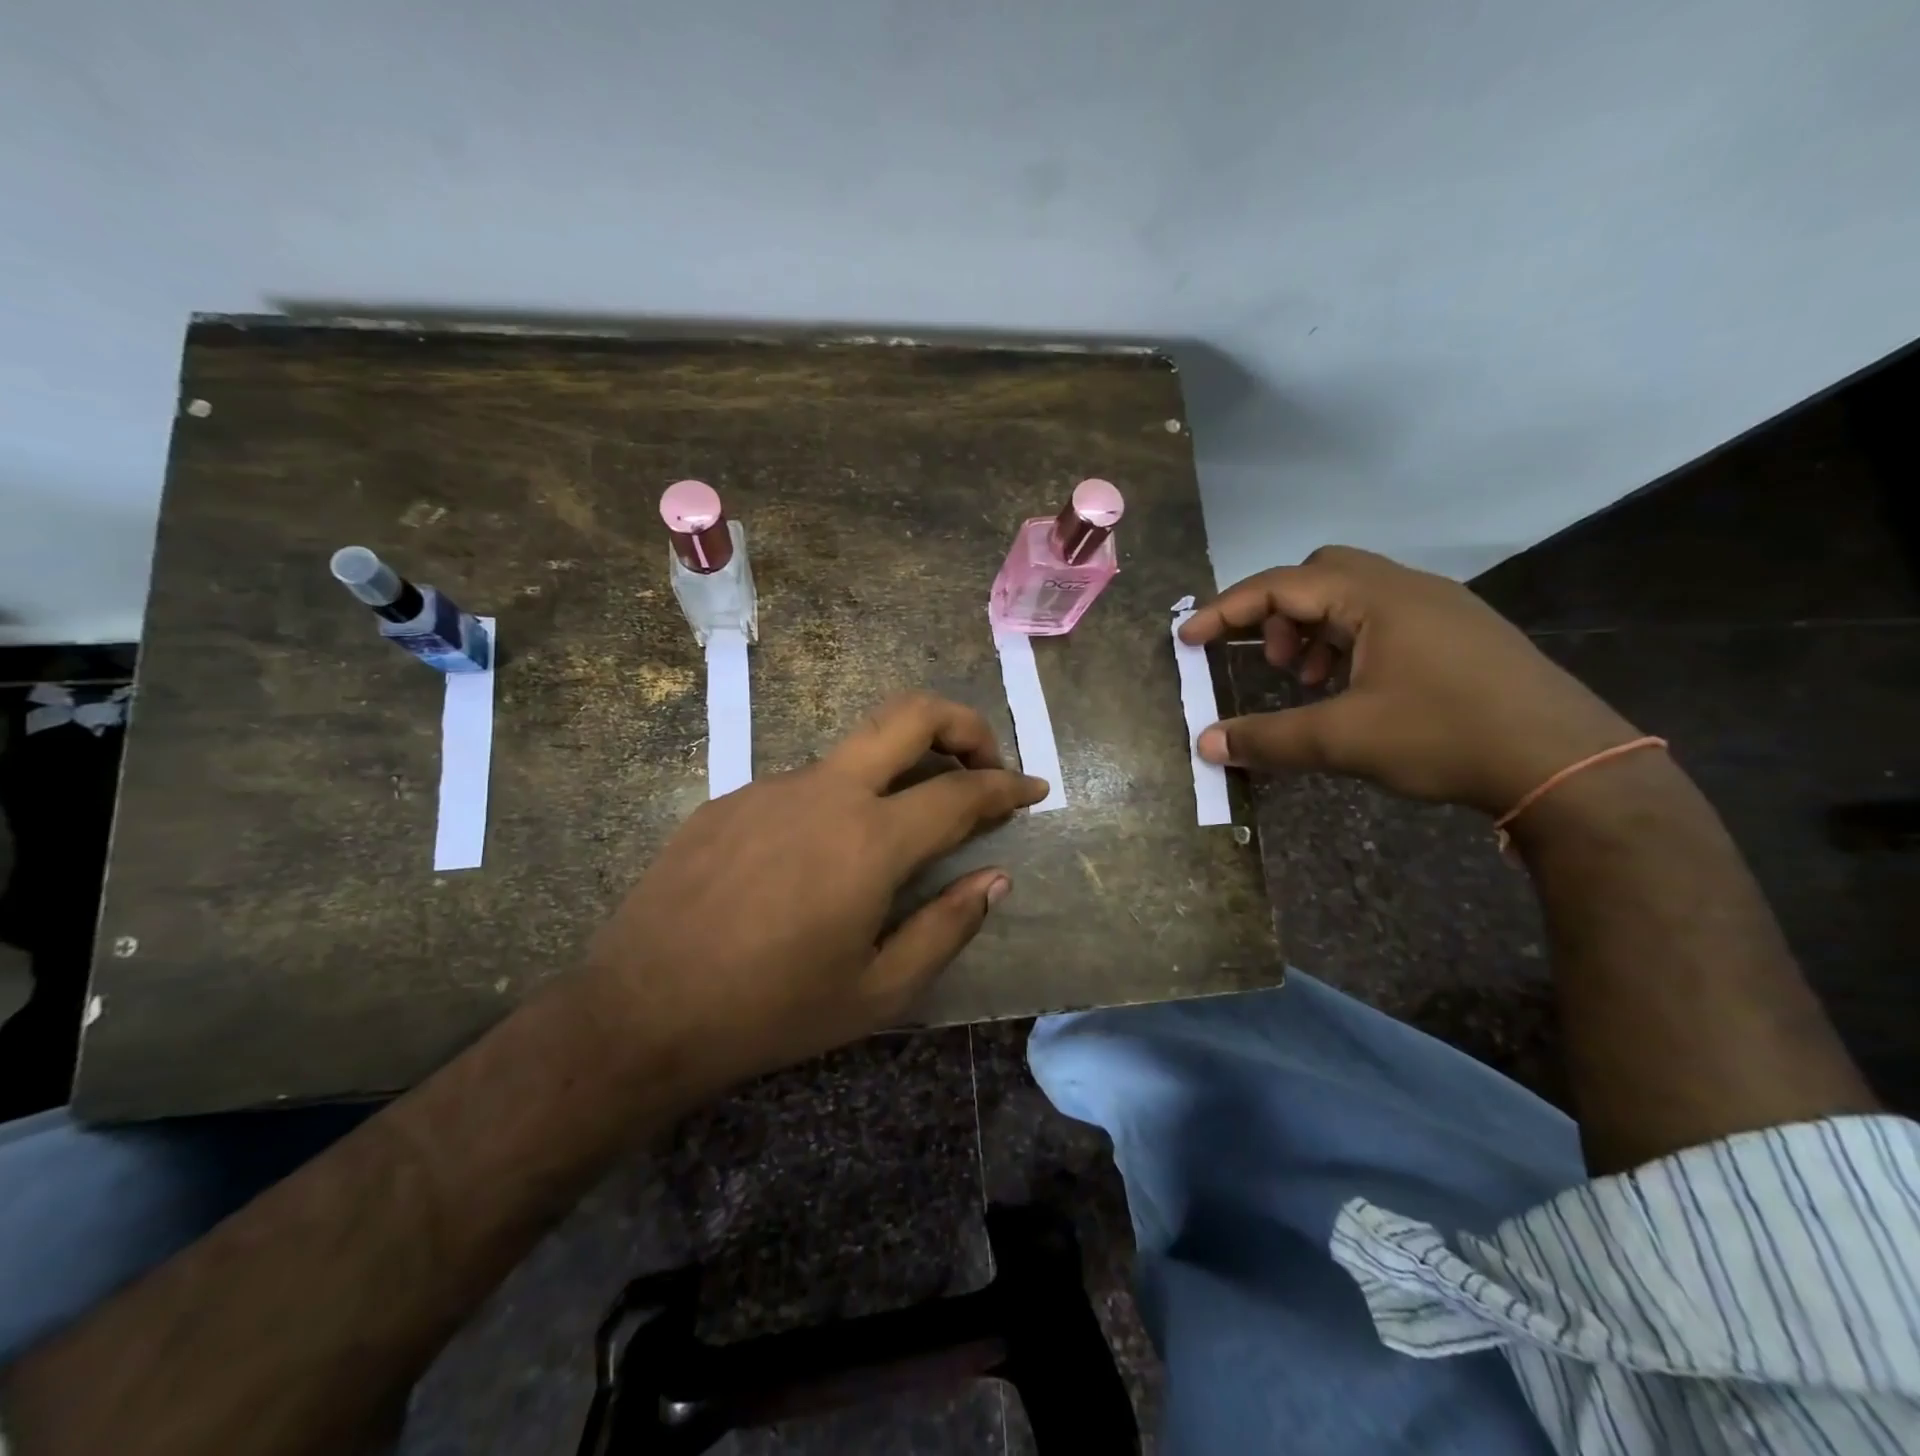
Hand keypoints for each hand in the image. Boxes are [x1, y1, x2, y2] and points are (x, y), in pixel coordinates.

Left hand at [587, 692, 1047, 1084]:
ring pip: (855, 751)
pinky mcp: (731, 798)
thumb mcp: (878, 990)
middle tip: (984, 764)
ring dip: (897, 770)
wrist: (641, 1010)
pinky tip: (818, 860)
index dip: (1008, 787)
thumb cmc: (772, 1011)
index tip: (1033, 789)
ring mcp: (772, 786)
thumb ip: (947, 925)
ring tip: (901, 829)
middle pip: (910, 714)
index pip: (962, 793)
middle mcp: (826, 792)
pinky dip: (839, 802)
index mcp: (870, 840)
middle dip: (963, 724)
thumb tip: (995, 878)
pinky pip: (804, 785)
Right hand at [1179, 546, 1640, 815]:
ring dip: (1315, 631)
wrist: (1568, 764)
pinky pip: (1384, 620)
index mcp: (1377, 597)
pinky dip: (1350, 644)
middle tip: (1269, 662)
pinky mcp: (1460, 635)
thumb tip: (1206, 745)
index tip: (1189, 638)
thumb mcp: (1344, 740)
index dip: (1227, 610)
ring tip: (1308, 682)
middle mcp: (1408, 588)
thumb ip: (1269, 739)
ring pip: (1354, 598)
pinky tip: (1353, 689)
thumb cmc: (1446, 737)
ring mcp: (1441, 609)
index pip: (1282, 585)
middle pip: (1320, 575)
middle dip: (1279, 613)